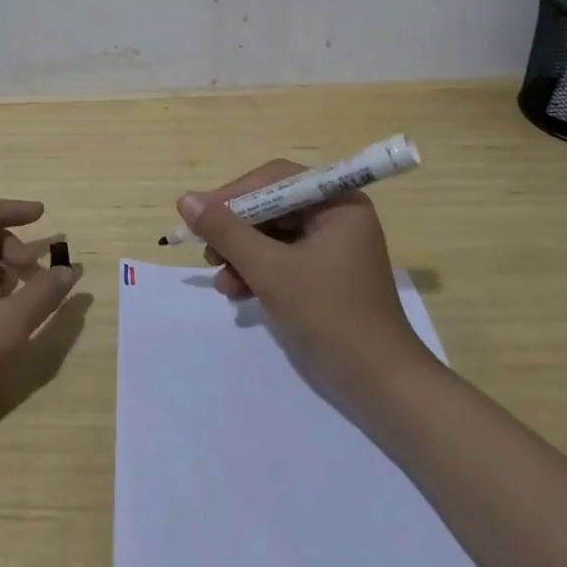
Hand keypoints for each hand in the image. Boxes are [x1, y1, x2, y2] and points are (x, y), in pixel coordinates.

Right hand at [178, 162, 430, 401]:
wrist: (381, 386)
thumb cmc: (329, 316)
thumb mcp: (270, 270)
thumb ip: (226, 232)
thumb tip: (185, 199)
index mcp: (337, 202)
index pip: (275, 180)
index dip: (234, 195)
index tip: (200, 217)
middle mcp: (337, 215)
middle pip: (272, 206)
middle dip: (237, 232)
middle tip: (208, 253)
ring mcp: (333, 246)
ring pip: (273, 235)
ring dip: (243, 255)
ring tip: (222, 281)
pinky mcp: (326, 274)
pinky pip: (283, 258)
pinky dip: (259, 271)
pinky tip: (238, 292)